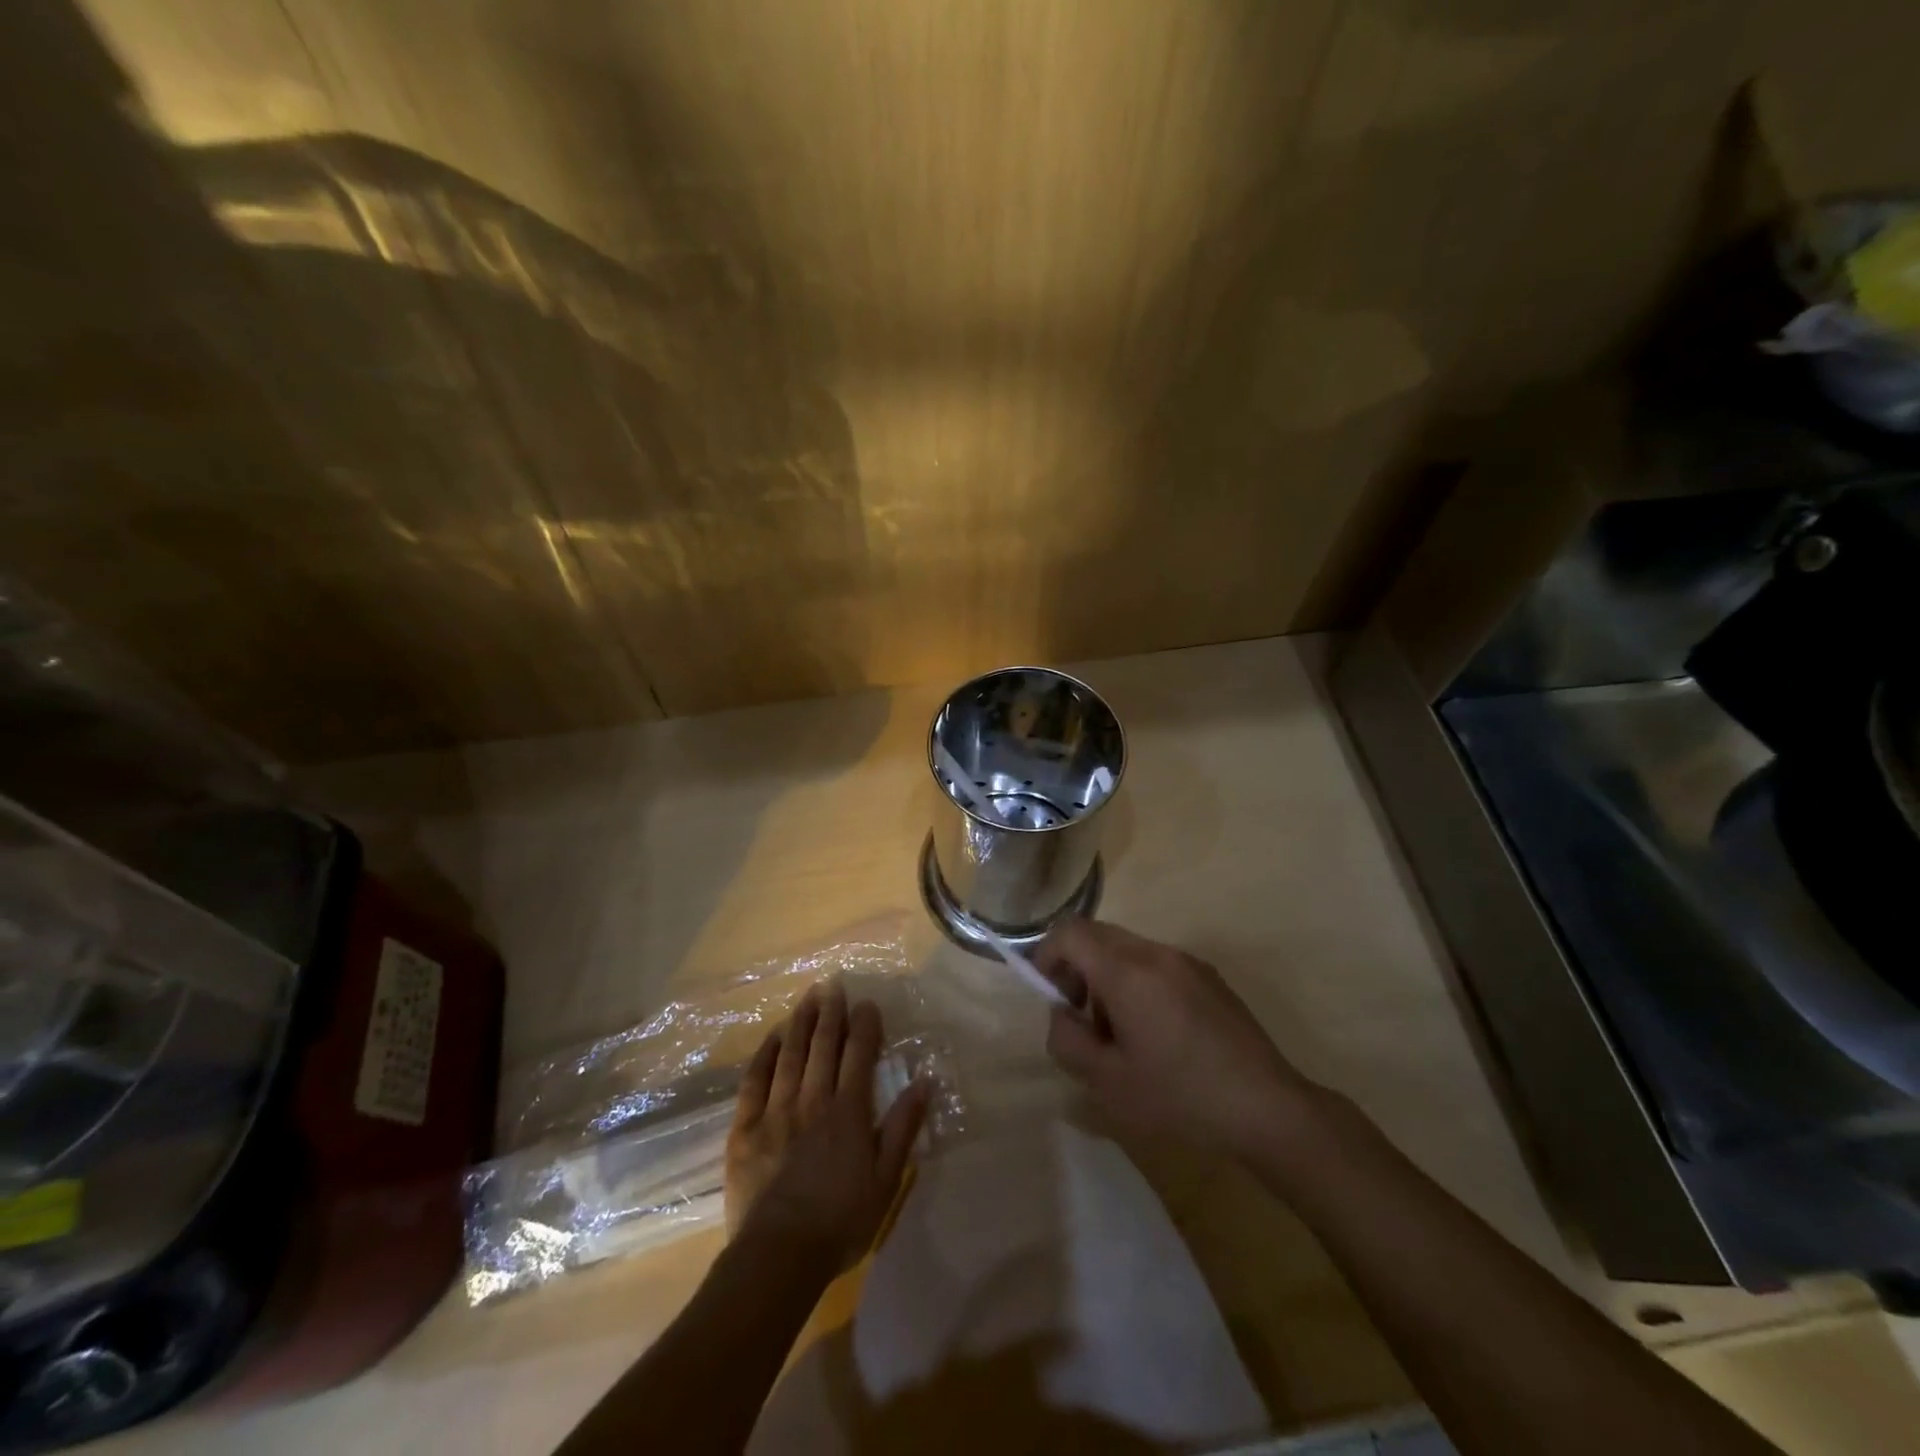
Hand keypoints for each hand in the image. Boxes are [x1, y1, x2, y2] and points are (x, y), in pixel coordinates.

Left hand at [724, 982, 928, 1269]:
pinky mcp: (745, 1127)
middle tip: (833, 986)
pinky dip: (765, 1053)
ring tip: (807, 997)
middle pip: (823, 1045)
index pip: (859, 1055)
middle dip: (831, 1012)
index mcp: (848, 1112)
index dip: (864, 1025)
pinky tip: (773, 1036)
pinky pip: (754, 1079)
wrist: (778, 1257)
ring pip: (790, 1054)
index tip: (867, 1004)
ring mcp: (776, 1110)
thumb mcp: (885, 1181)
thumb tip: (923, 1082)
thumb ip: (902, 1128)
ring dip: (801, 1022)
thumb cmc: (840, 1222)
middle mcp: (813, 1100)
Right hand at [1035, 918, 1314, 1157]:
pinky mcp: (1208, 975)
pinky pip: (1156, 962)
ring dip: (1108, 976)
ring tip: (1122, 1031)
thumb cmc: (1179, 1097)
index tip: (1053, 996)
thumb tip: (1063, 1013)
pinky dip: (1138, 981)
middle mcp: (1155, 953)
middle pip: (1097, 935)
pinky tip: (1158, 1033)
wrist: (1266, 1107)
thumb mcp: (1107, 1082)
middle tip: (1084, 1018)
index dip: (1047, 956)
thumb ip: (1067, 1040)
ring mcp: (1185, 961)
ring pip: (1126, 948)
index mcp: (1126, 971)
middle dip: (1077, 967)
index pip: (1069, 932)